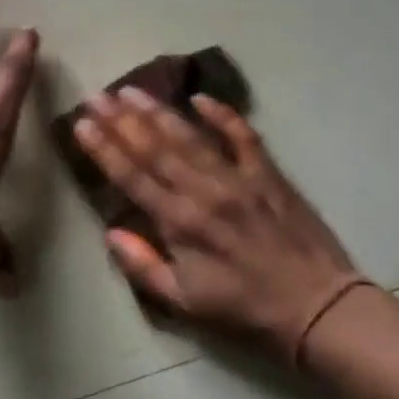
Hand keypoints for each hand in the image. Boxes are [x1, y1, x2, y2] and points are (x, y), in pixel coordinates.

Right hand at [72, 87, 374, 361]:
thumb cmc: (244, 308)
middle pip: (154, 148)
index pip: (131, 177)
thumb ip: (143, 266)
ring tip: (131, 90)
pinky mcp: (268, 174)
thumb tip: (111, 233)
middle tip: (96, 94)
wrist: (317, 306)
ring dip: (158, 112)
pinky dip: (223, 115)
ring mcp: (238, 178)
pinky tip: (200, 98)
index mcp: (179, 223)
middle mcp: (203, 191)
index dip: (103, 148)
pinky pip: (243, 136)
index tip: (81, 123)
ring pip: (190, 137)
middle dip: (120, 120)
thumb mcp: (184, 302)